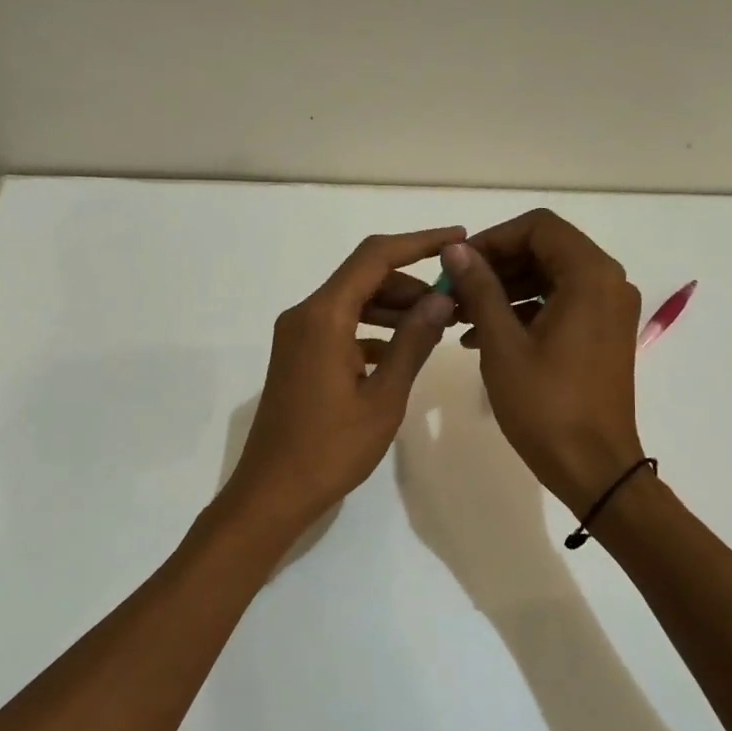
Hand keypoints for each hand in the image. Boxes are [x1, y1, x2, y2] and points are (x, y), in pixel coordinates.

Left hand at [223, 227, 461, 534]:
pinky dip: (372, 330)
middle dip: (410, 282)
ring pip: (352, 302)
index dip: (419, 242)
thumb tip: (441, 297)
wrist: (273, 491)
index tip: (458, 239)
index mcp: (323, 316)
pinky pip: (340, 327)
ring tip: (436, 325)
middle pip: (362, 277)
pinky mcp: (297, 356)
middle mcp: (304, 315)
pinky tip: (401, 352)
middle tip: (453, 300)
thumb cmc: (331, 448)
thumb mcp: (384, 397)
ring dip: (392, 307)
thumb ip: (413, 342)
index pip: (374, 257)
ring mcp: (297, 336)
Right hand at [440, 210, 645, 514]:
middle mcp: (608, 283)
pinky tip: (483, 336)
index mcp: (590, 276)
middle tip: (454, 291)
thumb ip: (480, 289)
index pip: (538, 227)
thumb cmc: (546, 406)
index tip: (457, 265)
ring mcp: (608, 310)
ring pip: (550, 277)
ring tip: (460, 316)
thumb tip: (456, 250)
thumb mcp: (502, 344)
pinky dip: (523, 310)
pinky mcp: (602, 334)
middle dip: (496, 266)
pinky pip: (560, 304)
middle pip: (545, 249)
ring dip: (505, 289)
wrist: (593, 467)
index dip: (493, 239)